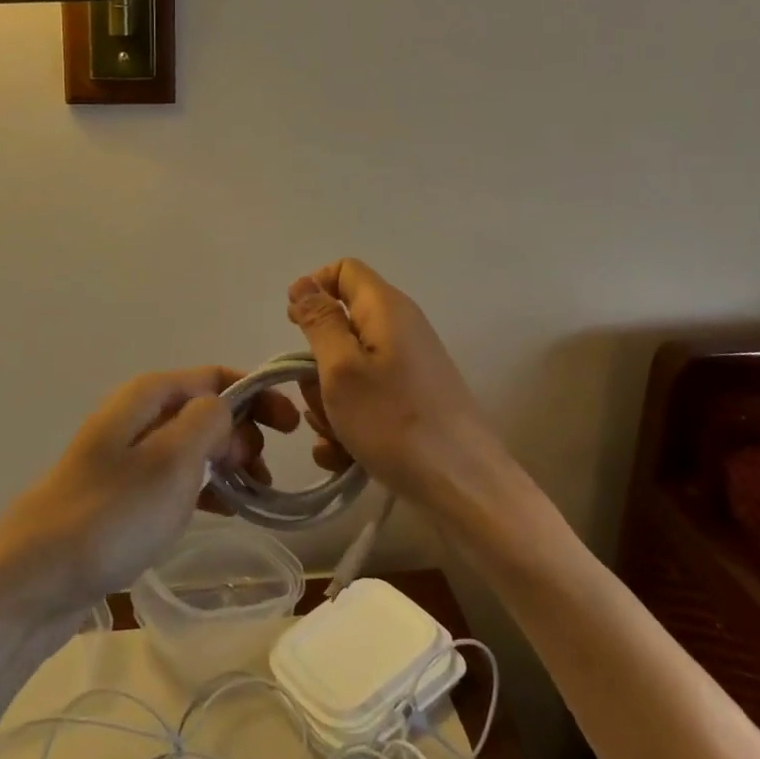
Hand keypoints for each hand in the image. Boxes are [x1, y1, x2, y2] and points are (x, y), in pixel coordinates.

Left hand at [0, 367, 269, 620]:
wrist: (32, 580)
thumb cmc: (109, 514)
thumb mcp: (171, 461)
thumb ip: (209, 422)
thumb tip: (227, 409)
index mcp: (149, 395)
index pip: (216, 376)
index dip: (258, 394)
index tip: (293, 427)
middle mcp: (138, 415)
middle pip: (206, 408)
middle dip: (245, 431)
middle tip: (267, 472)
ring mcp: (128, 454)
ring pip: (194, 444)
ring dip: (230, 462)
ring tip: (257, 495)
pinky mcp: (123, 492)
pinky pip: (177, 476)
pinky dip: (206, 486)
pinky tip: (227, 511)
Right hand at [286, 259, 508, 508]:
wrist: (464, 487)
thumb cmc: (395, 422)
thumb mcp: (342, 369)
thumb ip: (319, 322)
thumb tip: (303, 283)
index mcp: (386, 308)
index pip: (343, 271)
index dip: (313, 290)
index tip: (294, 328)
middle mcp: (399, 329)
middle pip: (340, 326)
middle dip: (317, 363)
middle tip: (320, 397)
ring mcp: (407, 367)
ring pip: (347, 369)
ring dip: (329, 401)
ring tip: (335, 437)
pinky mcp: (411, 400)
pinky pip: (366, 398)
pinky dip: (349, 421)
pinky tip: (344, 456)